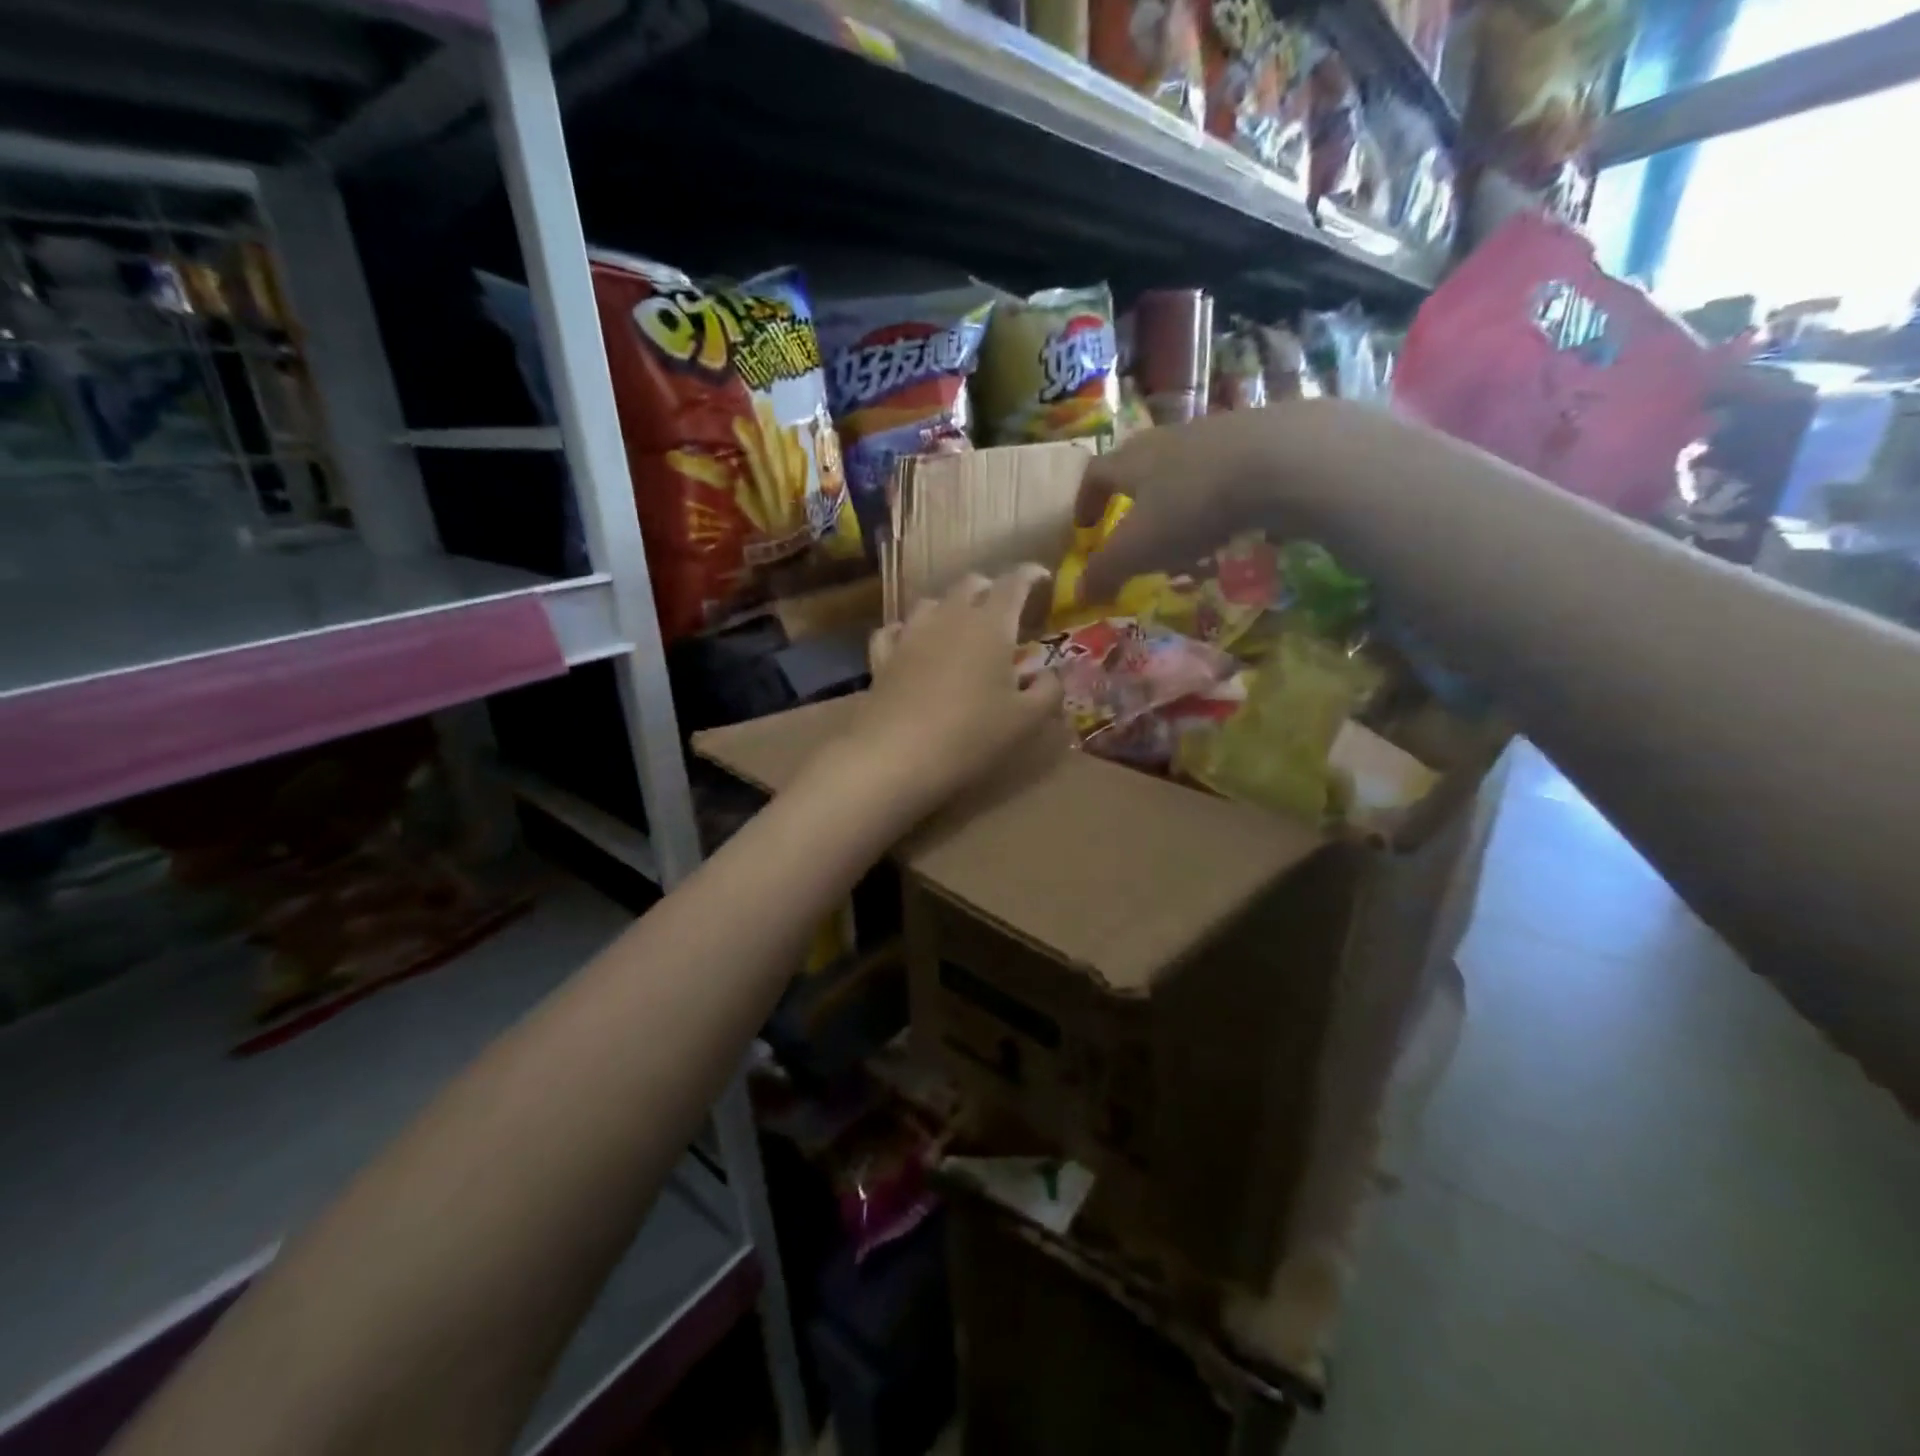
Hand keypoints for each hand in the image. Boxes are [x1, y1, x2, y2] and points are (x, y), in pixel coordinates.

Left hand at [846, 566, 1064, 817]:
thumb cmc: (970, 735)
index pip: (1014, 582)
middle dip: (990, 588)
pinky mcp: (883, 656)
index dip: (1030, 575)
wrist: (895, 755)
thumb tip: (1052, 675)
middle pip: (970, 584)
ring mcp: (911, 634)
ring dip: (950, 606)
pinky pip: (895, 630)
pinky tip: (911, 641)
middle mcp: (950, 617)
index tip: (1042, 578)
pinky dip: (908, 630)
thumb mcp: (1025, 721)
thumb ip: (1048, 692)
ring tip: (960, 624)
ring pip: (932, 602)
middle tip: (1003, 607)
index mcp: (991, 624)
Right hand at [1074, 408, 1299, 603]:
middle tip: (1136, 536)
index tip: (1084, 526)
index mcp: (1133, 460)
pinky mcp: (1259, 440)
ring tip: (1187, 542)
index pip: (1096, 474)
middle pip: (1140, 467)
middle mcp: (1169, 439)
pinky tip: (1232, 527)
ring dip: (1178, 506)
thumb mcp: (1138, 549)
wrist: (1282, 460)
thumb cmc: (1193, 505)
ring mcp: (1216, 435)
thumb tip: (1078, 594)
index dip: (1086, 501)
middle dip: (1134, 503)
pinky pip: (1225, 475)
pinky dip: (1218, 503)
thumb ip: (1105, 572)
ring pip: (1184, 472)